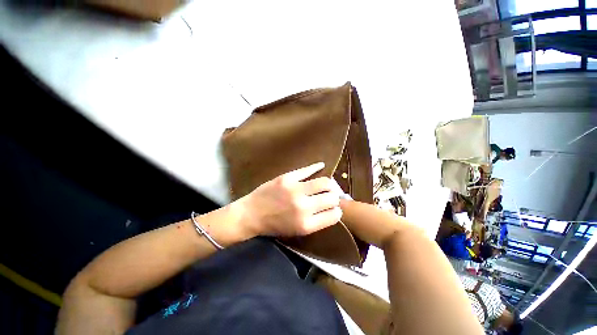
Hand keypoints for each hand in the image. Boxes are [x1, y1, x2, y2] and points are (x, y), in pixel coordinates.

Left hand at [237, 162, 342, 236]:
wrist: (251, 214)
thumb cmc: (274, 225)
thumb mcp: (297, 230)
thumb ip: (316, 221)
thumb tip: (332, 208)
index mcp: (306, 224)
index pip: (334, 215)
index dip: (337, 211)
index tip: (334, 208)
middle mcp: (303, 207)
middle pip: (332, 197)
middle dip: (334, 196)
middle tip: (330, 195)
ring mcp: (295, 190)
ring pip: (324, 182)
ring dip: (329, 183)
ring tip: (326, 184)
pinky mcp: (287, 178)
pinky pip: (307, 169)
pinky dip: (316, 167)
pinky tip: (320, 166)